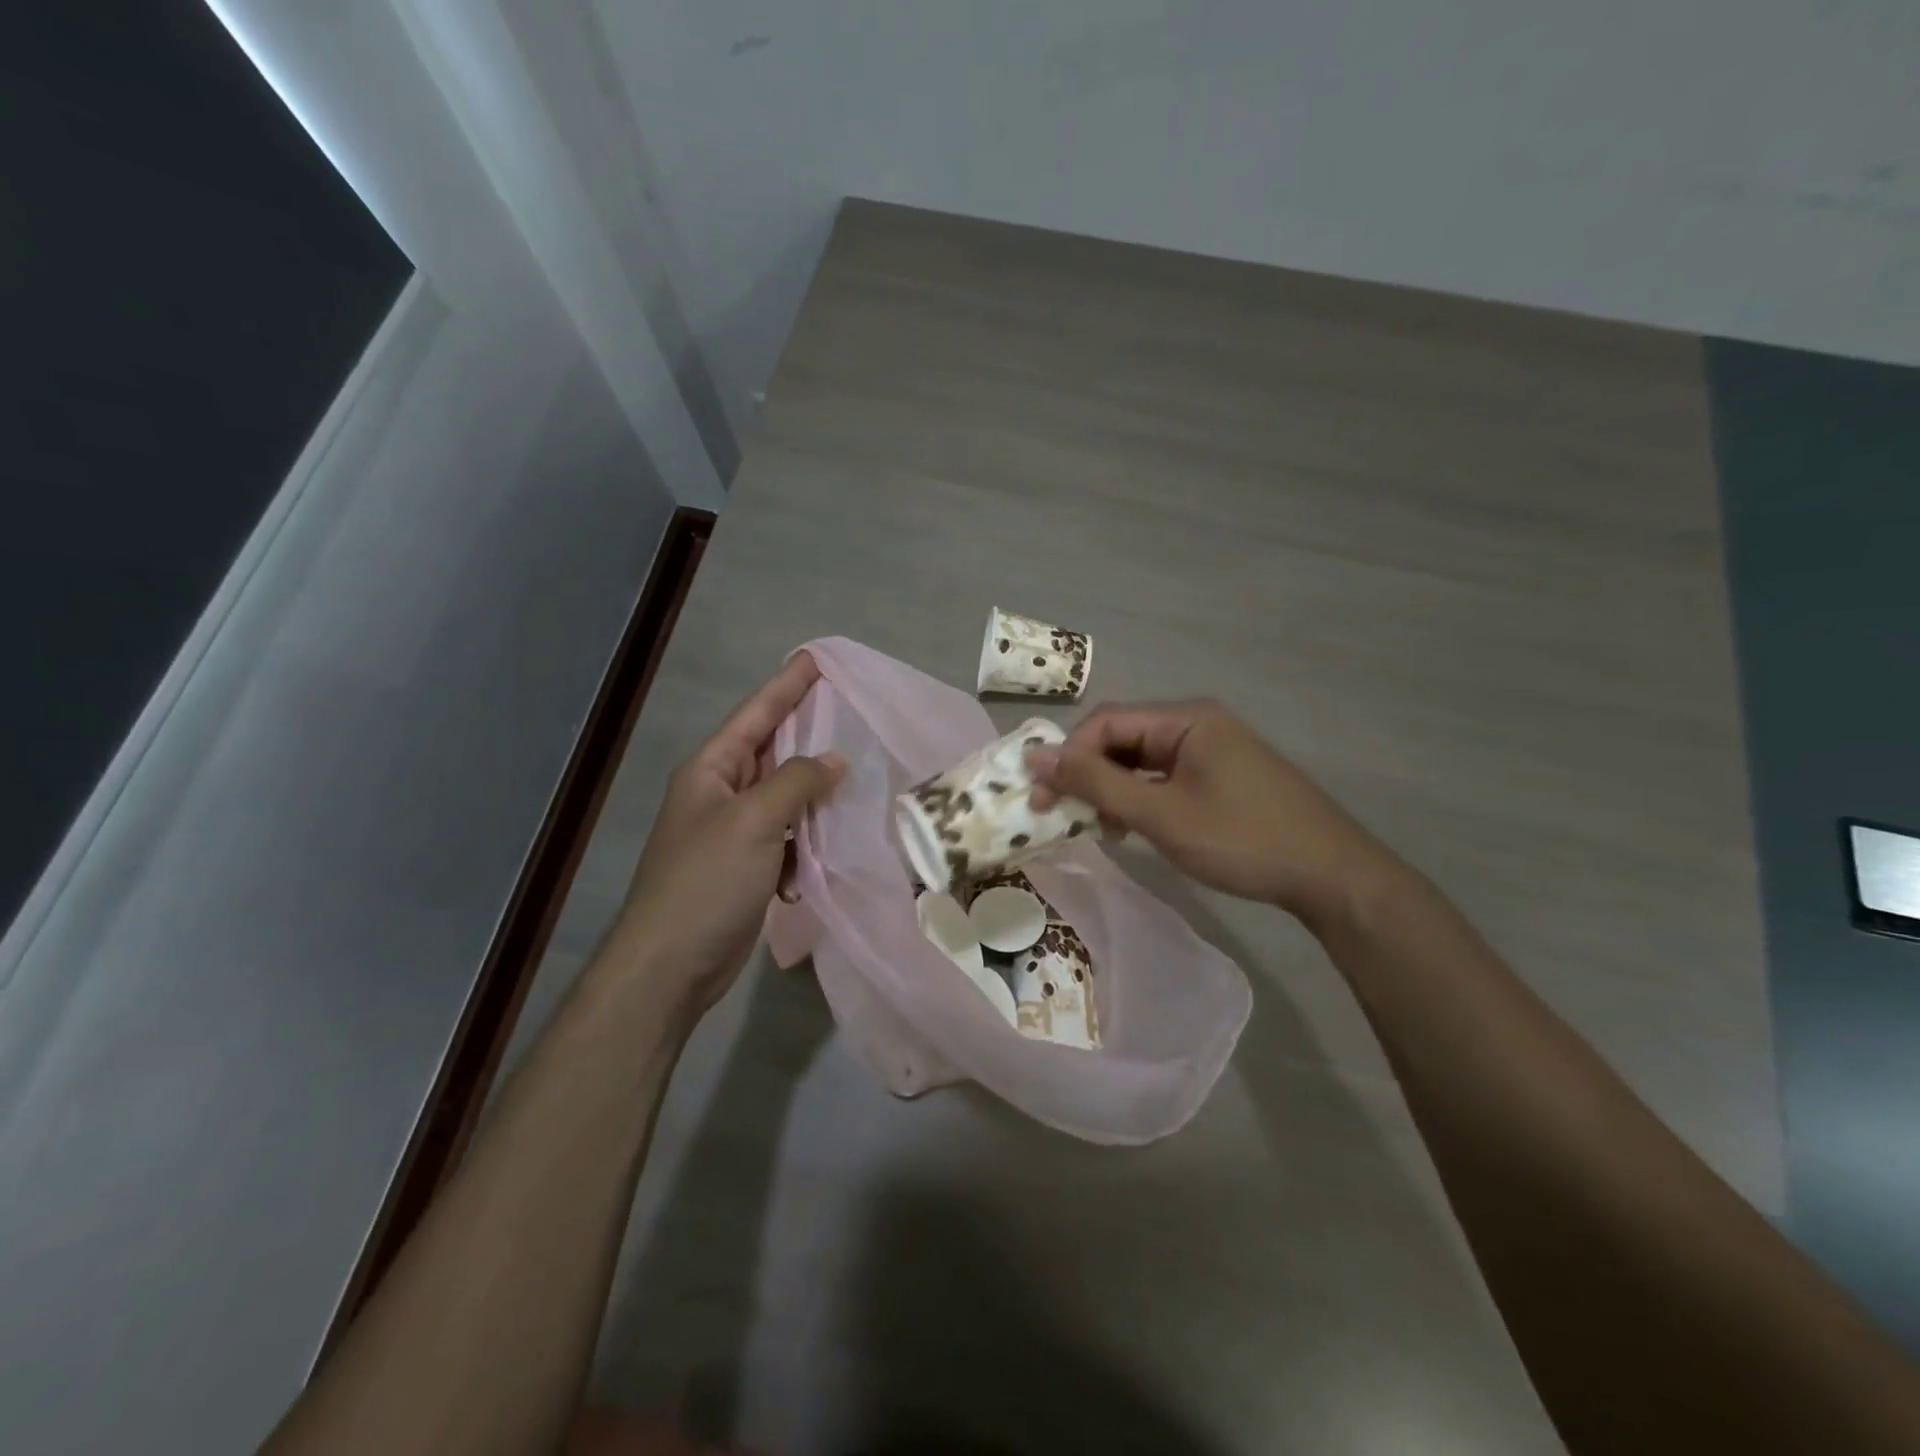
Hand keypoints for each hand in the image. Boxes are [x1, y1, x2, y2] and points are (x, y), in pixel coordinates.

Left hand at [614, 653, 843, 1023]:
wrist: (670, 966)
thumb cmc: (706, 882)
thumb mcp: (753, 821)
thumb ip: (796, 782)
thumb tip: (835, 760)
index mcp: (710, 771)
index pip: (755, 716)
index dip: (786, 687)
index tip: (814, 660)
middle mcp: (720, 795)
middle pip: (770, 753)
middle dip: (806, 734)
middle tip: (847, 710)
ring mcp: (733, 834)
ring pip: (784, 799)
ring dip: (813, 794)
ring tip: (853, 775)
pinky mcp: (747, 869)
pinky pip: (787, 839)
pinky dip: (806, 842)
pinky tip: (827, 849)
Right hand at [1028, 700, 1404, 926]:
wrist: (1331, 875)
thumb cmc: (1242, 839)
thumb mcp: (1161, 814)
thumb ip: (1097, 783)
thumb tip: (1036, 757)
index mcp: (1186, 719)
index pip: (1107, 721)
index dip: (1068, 755)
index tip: (1041, 796)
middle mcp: (1196, 723)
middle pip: (1122, 737)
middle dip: (1086, 773)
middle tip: (1059, 812)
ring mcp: (1210, 750)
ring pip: (1140, 760)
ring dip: (1110, 788)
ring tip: (1094, 826)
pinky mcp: (1218, 776)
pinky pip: (1162, 777)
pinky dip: (1138, 798)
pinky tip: (1129, 827)